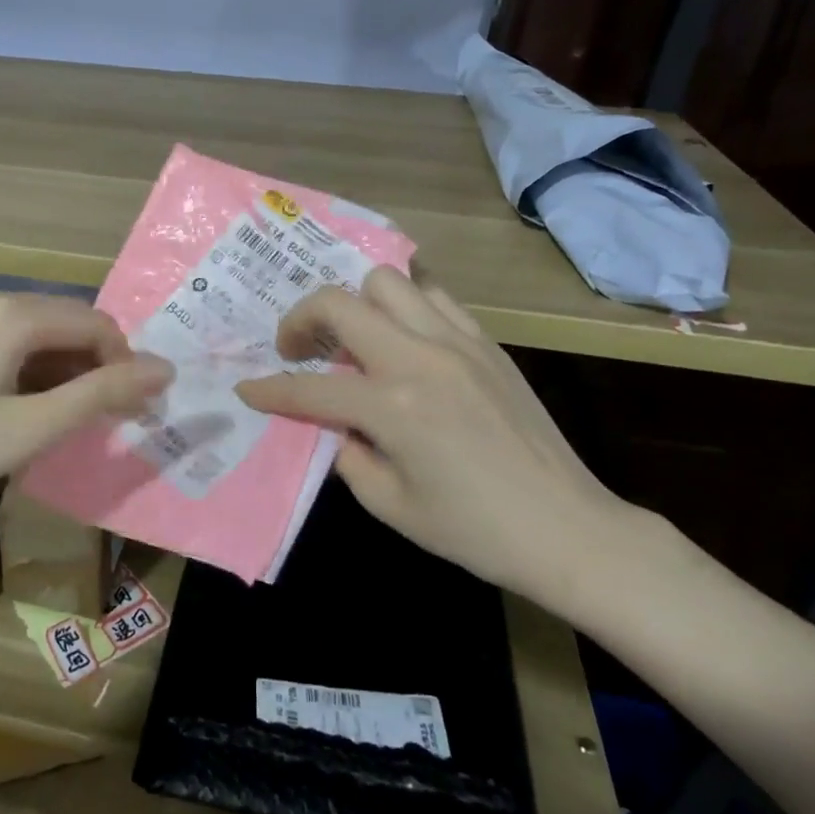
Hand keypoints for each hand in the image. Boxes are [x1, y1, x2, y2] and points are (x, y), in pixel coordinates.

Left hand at [0, 289, 172, 515]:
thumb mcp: (28, 430)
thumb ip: (99, 396)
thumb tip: (164, 370)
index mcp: (15, 315)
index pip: (98, 325)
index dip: (125, 365)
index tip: (131, 411)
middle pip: (65, 321)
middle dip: (94, 366)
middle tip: (100, 418)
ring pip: (30, 329)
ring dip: (59, 367)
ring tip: (57, 416)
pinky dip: (23, 364)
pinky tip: (8, 402)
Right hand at [236, 267, 645, 610]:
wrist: (567, 529)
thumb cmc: (472, 530)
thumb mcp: (389, 504)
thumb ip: (346, 452)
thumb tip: (333, 422)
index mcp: (394, 405)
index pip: (311, 386)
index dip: (270, 390)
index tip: (247, 390)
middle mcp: (421, 357)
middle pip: (341, 302)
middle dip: (301, 320)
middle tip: (295, 349)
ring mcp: (459, 342)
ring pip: (388, 282)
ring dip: (355, 304)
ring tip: (350, 338)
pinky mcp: (487, 343)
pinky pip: (434, 297)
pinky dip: (404, 307)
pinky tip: (400, 339)